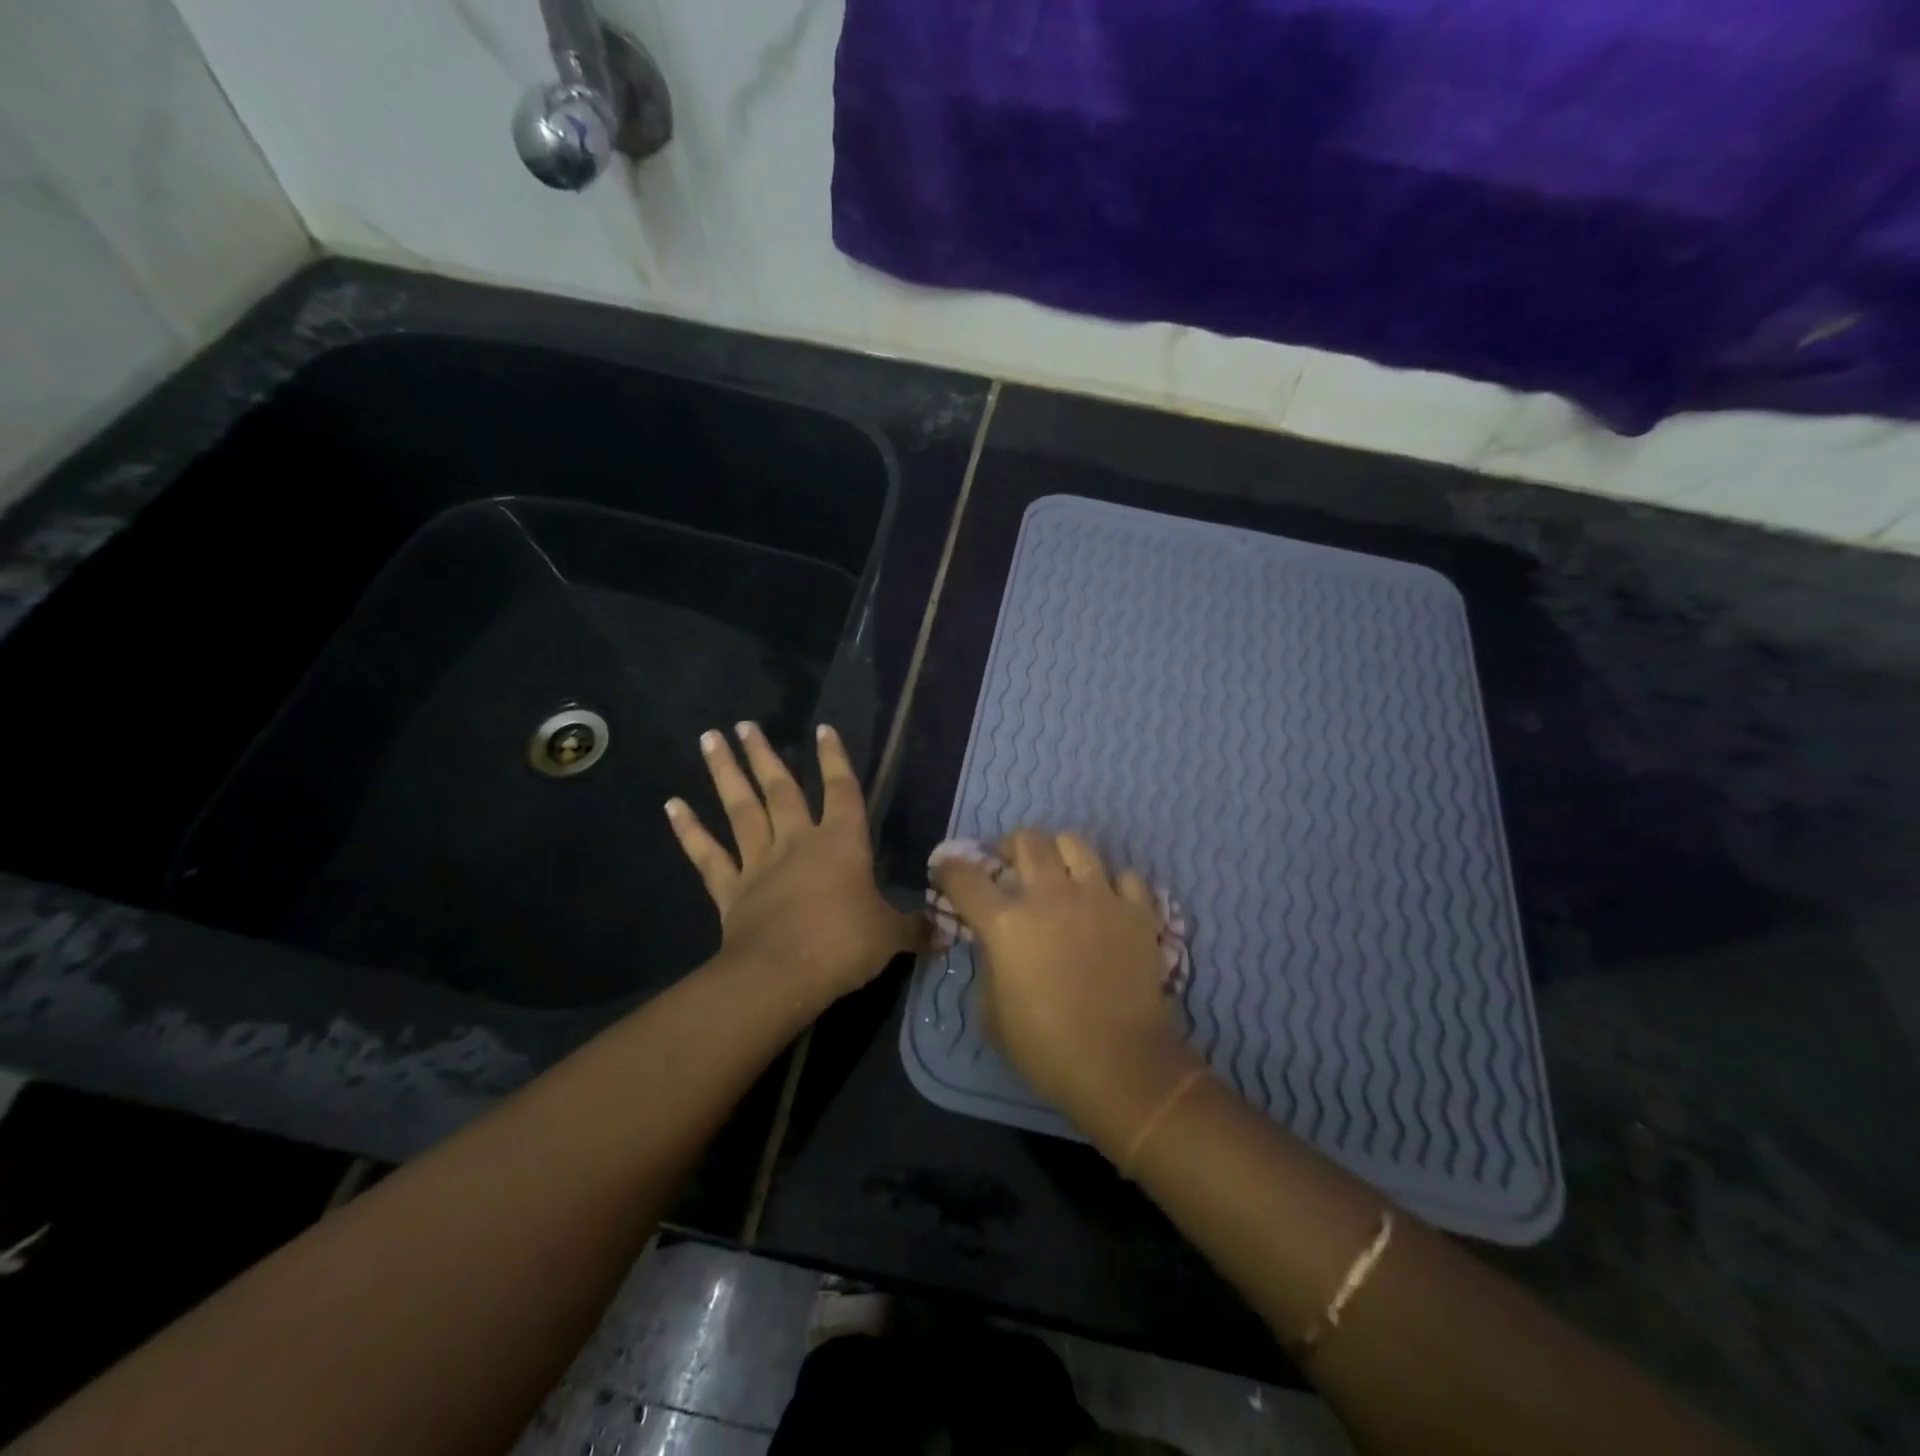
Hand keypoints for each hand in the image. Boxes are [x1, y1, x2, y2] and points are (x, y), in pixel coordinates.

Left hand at [666, 722, 925, 1003]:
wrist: (784, 974)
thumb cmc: (844, 944)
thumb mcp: (890, 936)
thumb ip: (916, 928)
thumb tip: (948, 931)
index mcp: (841, 843)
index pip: (842, 791)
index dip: (835, 759)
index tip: (822, 729)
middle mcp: (797, 842)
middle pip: (780, 789)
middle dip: (764, 755)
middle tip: (745, 725)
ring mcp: (759, 863)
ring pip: (740, 809)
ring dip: (725, 773)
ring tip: (709, 739)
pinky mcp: (730, 889)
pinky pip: (707, 854)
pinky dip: (689, 830)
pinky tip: (672, 804)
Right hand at [933, 829, 1200, 1141]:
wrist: (1122, 1066)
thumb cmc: (1046, 1049)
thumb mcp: (992, 1014)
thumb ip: (988, 966)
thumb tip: (994, 945)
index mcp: (1006, 923)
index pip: (965, 877)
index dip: (949, 869)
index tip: (946, 871)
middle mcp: (1050, 896)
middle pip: (1025, 840)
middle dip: (1008, 846)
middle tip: (1007, 865)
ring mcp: (1098, 897)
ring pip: (1074, 841)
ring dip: (1058, 852)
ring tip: (1058, 872)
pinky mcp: (1137, 910)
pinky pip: (1124, 874)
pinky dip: (1111, 882)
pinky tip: (1106, 900)